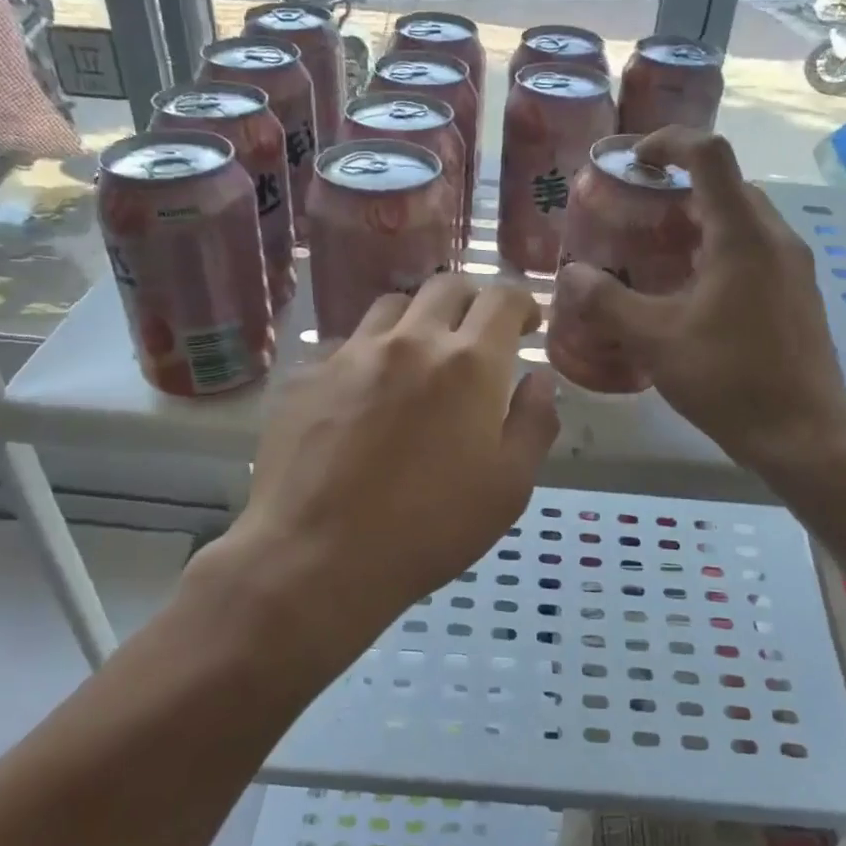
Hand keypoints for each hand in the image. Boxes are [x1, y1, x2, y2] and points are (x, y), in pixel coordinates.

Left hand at [209, 276, 558, 676]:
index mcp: (469, 364)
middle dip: (471, 302)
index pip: (503, 299)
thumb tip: (539, 380)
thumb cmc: (429, 529)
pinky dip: (369, 358)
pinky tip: (364, 398)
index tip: (528, 325)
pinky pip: (347, 347)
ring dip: (417, 321)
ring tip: (419, 359)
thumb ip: (534, 424)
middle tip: (477, 336)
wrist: (316, 558)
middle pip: (446, 287)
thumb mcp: (509, 488)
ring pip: (392, 307)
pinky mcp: (306, 377)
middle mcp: (410, 341)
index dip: (522, 304)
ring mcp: (351, 354)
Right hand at [554, 128, 845, 470]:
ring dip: (699, 224)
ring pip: (742, 220)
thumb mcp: (655, 340)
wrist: (803, 434)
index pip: (709, 154)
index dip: (668, 142)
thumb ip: (606, 302)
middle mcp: (775, 238)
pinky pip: (754, 251)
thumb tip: (569, 275)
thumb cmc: (729, 379)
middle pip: (726, 185)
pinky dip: (719, 252)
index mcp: (742, 235)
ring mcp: (794, 267)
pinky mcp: (798, 294)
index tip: (633, 161)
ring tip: (656, 256)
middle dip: (678, 190)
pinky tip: (691, 295)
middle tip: (636, 218)